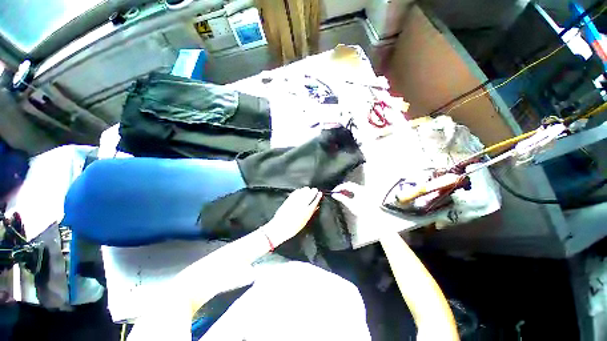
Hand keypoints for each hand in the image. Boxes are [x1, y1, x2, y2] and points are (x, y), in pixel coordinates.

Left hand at [262, 187, 322, 245]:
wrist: (280, 227)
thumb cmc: (293, 228)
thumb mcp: (305, 221)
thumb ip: (311, 212)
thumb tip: (316, 206)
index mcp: (307, 212)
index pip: (314, 202)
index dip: (318, 197)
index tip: (320, 193)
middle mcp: (301, 206)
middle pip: (309, 196)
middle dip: (313, 192)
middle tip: (315, 189)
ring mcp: (294, 202)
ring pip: (302, 193)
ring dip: (306, 190)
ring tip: (308, 188)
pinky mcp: (288, 201)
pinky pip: (294, 194)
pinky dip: (298, 191)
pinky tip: (299, 190)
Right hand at [331, 182, 369, 215]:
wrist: (373, 216)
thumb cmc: (363, 210)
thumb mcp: (350, 204)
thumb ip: (341, 198)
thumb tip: (335, 194)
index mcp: (358, 189)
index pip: (346, 185)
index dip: (339, 187)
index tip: (334, 191)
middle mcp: (361, 188)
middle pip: (349, 185)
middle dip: (342, 188)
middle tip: (336, 192)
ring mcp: (364, 191)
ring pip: (352, 187)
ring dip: (346, 190)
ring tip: (341, 195)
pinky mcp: (365, 194)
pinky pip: (355, 190)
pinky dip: (350, 192)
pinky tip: (348, 196)